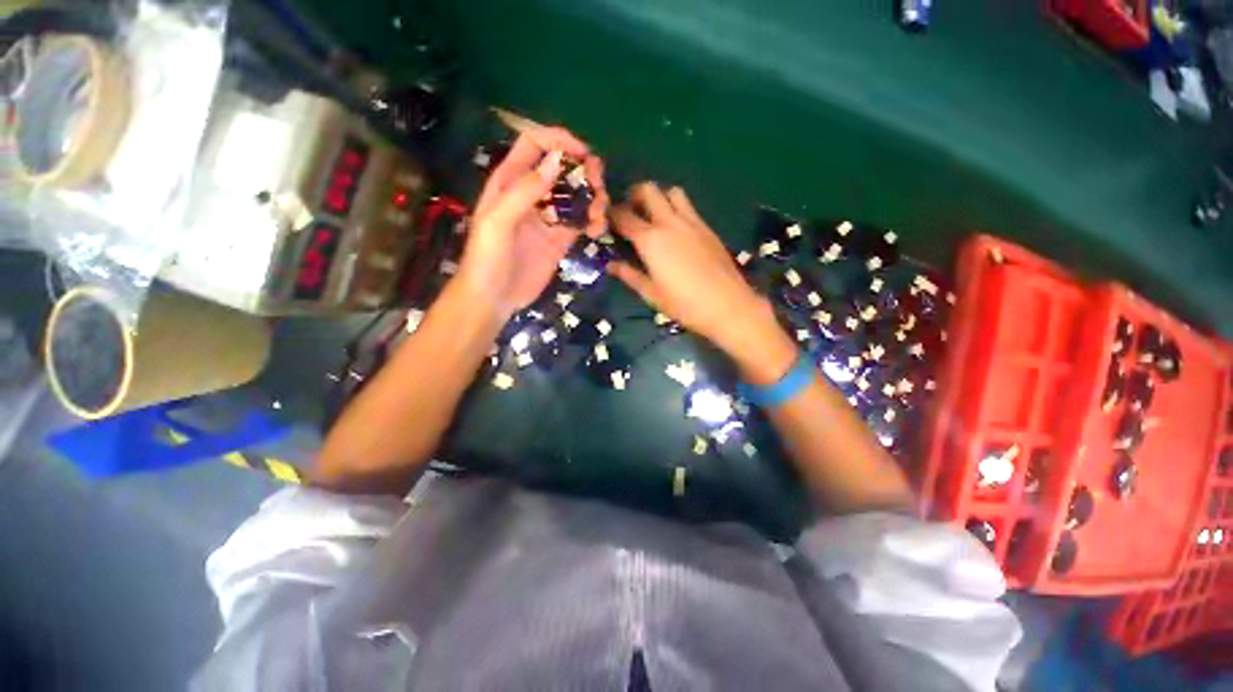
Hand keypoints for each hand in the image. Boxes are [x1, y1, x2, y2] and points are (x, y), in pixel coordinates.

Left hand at [458, 127, 608, 319]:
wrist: (494, 298)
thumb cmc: (487, 258)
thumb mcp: (498, 221)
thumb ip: (525, 191)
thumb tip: (556, 161)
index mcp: (510, 181)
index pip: (535, 144)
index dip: (559, 140)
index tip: (583, 154)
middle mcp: (532, 193)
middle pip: (562, 167)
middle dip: (584, 171)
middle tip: (598, 186)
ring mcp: (548, 217)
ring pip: (576, 194)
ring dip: (593, 197)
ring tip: (598, 215)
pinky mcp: (561, 238)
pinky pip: (581, 221)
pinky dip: (593, 221)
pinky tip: (596, 231)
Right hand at [608, 183, 779, 357]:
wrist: (728, 305)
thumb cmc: (684, 304)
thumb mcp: (651, 293)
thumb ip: (629, 275)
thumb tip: (610, 265)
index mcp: (650, 240)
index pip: (624, 216)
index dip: (611, 215)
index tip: (606, 220)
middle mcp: (669, 222)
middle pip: (648, 190)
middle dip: (634, 195)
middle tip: (630, 212)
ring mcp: (691, 222)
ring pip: (672, 192)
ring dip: (659, 197)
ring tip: (654, 217)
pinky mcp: (707, 228)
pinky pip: (688, 207)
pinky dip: (676, 208)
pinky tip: (676, 230)